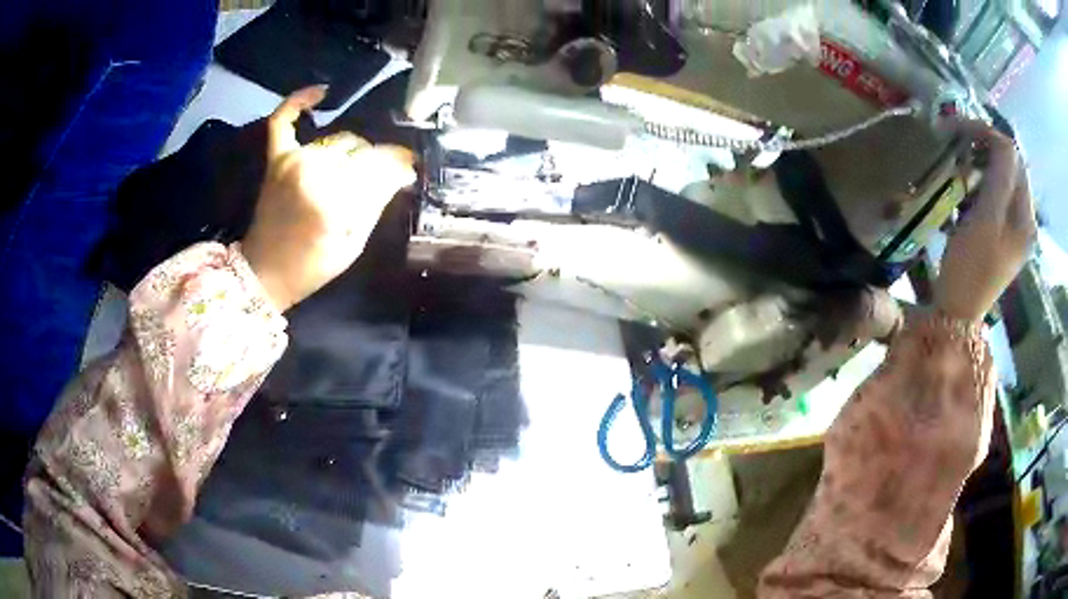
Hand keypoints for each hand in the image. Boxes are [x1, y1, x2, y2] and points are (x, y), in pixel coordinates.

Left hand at [242, 86, 415, 310]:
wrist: (264, 272)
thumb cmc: (312, 266)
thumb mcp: (353, 244)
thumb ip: (378, 202)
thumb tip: (404, 171)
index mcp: (334, 201)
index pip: (380, 167)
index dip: (399, 166)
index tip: (409, 169)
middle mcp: (314, 172)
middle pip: (362, 151)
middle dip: (376, 164)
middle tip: (378, 180)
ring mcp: (292, 161)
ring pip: (340, 139)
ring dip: (353, 152)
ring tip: (354, 169)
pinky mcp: (277, 158)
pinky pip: (284, 120)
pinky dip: (298, 102)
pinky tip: (321, 92)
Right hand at [934, 120, 1036, 322]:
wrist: (957, 313)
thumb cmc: (970, 269)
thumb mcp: (986, 221)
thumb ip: (999, 179)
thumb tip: (1002, 140)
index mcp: (1025, 217)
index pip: (1012, 156)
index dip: (987, 135)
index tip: (956, 128)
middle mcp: (1024, 218)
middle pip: (1008, 164)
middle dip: (983, 145)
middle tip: (955, 141)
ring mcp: (1013, 226)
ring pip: (1001, 176)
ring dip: (980, 161)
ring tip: (958, 163)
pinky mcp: (1001, 232)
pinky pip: (994, 192)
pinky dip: (979, 179)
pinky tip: (964, 185)